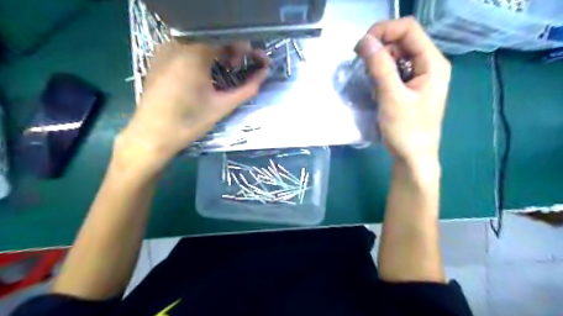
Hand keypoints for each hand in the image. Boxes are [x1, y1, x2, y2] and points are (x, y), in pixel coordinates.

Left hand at [115, 41, 268, 170]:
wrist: (152, 136)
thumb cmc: (188, 123)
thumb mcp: (222, 107)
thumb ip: (246, 89)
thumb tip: (264, 74)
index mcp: (192, 55)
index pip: (224, 36)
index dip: (242, 46)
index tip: (251, 61)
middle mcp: (176, 45)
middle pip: (211, 36)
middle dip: (230, 48)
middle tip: (238, 67)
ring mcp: (164, 49)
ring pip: (198, 40)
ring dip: (216, 51)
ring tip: (223, 70)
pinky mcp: (158, 58)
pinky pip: (185, 47)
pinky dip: (201, 54)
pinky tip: (205, 71)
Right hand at [356, 15, 450, 165]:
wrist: (413, 158)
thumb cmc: (406, 130)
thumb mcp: (392, 97)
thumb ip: (379, 67)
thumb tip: (364, 41)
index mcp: (433, 63)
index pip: (409, 29)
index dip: (384, 31)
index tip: (361, 47)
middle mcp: (429, 65)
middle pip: (402, 40)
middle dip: (379, 47)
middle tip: (360, 64)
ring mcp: (420, 77)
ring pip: (397, 55)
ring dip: (378, 61)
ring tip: (366, 77)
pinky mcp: (411, 88)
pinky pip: (395, 70)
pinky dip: (381, 73)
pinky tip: (374, 85)